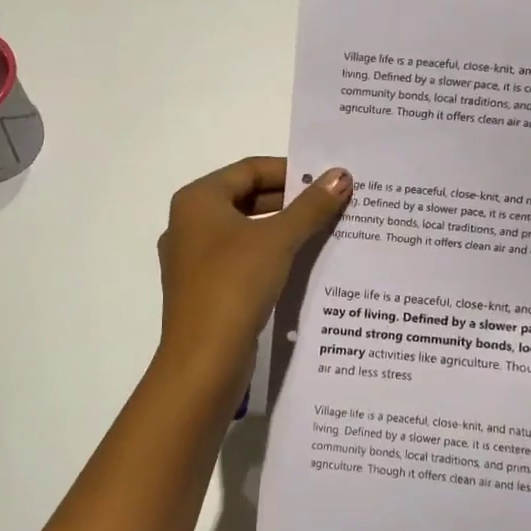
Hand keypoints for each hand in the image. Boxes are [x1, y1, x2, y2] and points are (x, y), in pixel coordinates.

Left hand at [155, 157, 351, 386]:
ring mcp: (195, 260)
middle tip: (333, 204)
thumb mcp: (278, 240)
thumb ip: (311, 206)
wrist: (203, 361)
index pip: (250, 169)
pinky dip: (271, 256)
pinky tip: (302, 265)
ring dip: (284, 229)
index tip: (327, 178)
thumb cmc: (235, 284)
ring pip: (246, 232)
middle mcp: (190, 224)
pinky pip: (242, 260)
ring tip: (327, 231)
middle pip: (247, 198)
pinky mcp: (205, 290)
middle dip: (291, 201)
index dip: (291, 170)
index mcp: (198, 200)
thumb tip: (341, 175)